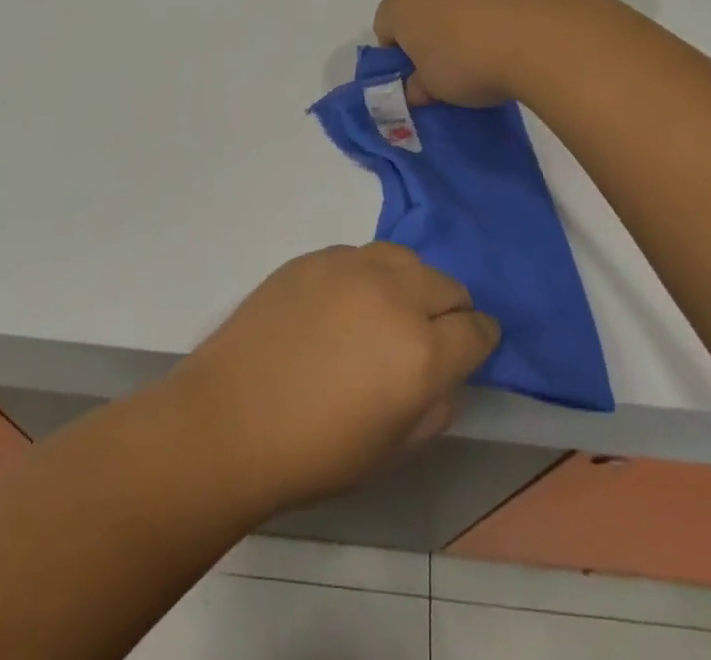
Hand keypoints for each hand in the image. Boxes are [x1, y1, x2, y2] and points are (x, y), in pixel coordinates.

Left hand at [166, 244, 499, 511]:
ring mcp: (352, 268)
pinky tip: (344, 305)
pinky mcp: (316, 257)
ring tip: (389, 312)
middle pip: (448, 285)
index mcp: (421, 351)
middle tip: (428, 337)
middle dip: (450, 310)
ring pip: (407, 259)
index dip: (481, 340)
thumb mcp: (392, 451)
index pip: (478, 329)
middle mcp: (395, 295)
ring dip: (412, 284)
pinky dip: (369, 276)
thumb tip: (443, 374)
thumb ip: (434, 406)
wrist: (229, 418)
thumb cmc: (314, 453)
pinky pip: (361, 257)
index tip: (472, 348)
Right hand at [373, 0, 598, 107]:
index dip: (398, 55)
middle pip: (419, 5)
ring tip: (489, 51)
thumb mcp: (436, 91)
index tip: (419, 77)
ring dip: (464, 19)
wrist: (542, 33)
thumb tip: (416, 88)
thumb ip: (418, 88)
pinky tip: (516, 35)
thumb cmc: (470, 64)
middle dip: (429, 33)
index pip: (384, 27)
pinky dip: (497, 10)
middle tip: (450, 66)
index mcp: (401, 4)